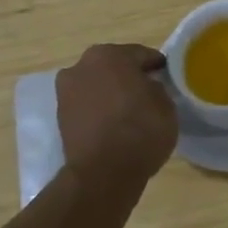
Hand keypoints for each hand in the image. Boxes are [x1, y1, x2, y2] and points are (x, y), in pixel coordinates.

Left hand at [54, 44, 177, 189]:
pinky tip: (114, 124)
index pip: (141, 54)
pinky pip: (87, 105)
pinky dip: (99, 110)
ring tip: (129, 111)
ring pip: (97, 85)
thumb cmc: (141, 129)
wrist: (104, 172)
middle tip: (148, 92)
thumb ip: (156, 88)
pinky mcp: (60, 117)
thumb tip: (147, 87)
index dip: (156, 66)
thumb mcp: (166, 104)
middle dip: (129, 76)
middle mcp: (82, 66)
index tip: (167, 77)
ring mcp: (66, 92)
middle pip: (113, 66)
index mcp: (110, 55)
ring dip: (110, 92)